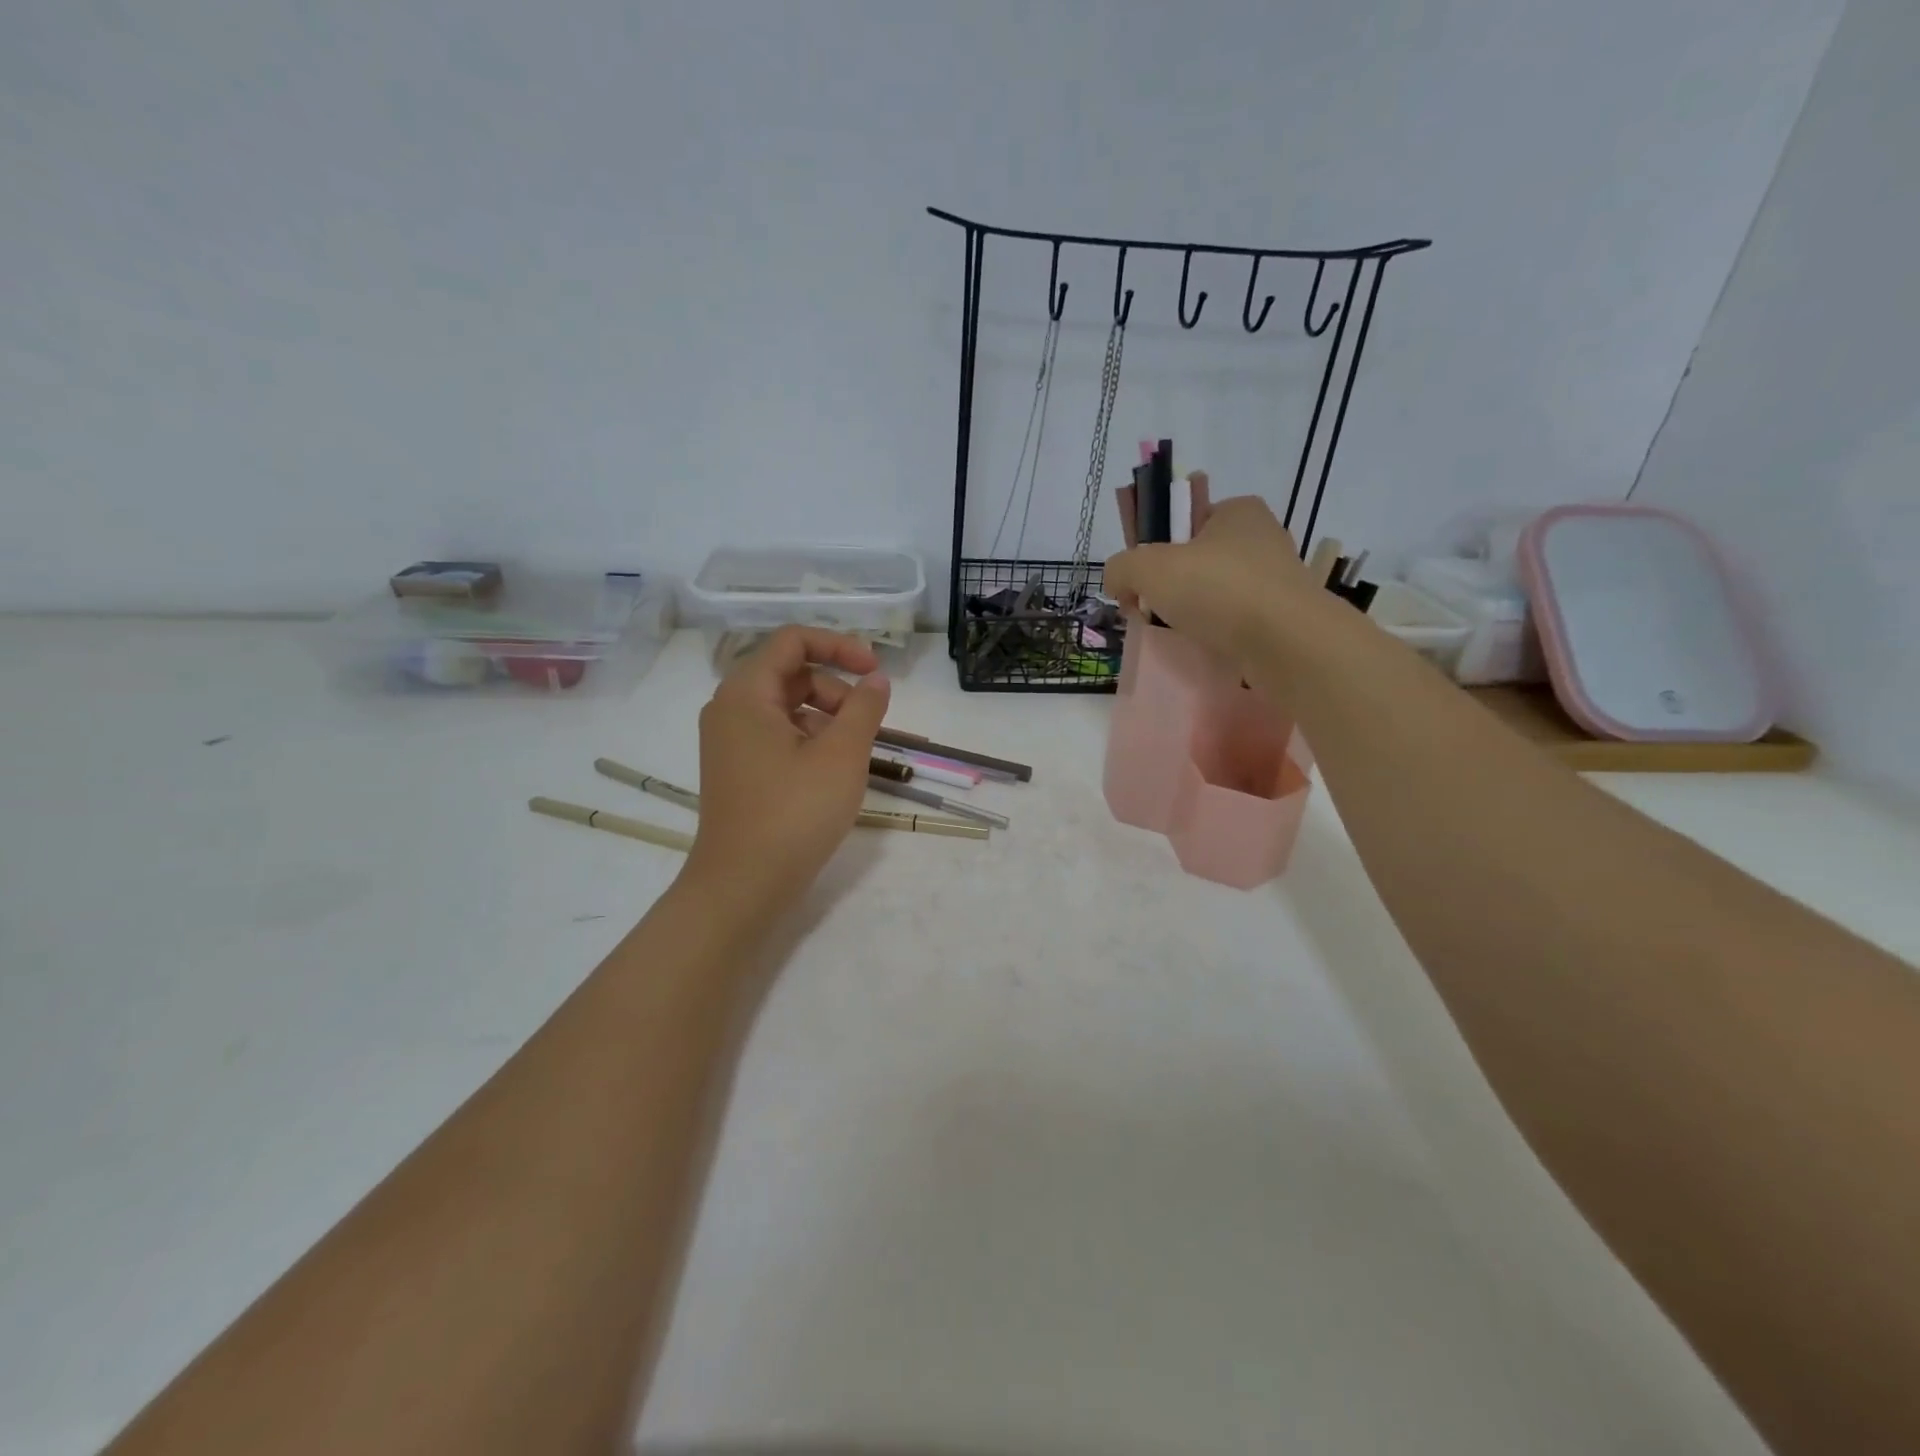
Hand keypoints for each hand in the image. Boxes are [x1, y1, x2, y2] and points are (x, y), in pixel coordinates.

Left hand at [682, 626, 890, 913]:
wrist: (742, 886)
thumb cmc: (794, 813)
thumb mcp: (842, 755)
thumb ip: (864, 708)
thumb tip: (876, 680)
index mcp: (746, 693)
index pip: (792, 641)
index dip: (839, 646)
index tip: (875, 671)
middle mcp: (729, 709)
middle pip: (790, 673)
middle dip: (836, 688)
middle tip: (867, 723)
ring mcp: (730, 742)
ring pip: (786, 707)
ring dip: (826, 716)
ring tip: (854, 753)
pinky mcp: (737, 769)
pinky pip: (777, 735)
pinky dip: (809, 740)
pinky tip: (832, 771)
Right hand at [1103, 496, 1340, 665]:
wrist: (1286, 642)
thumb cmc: (1217, 589)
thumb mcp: (1148, 568)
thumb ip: (1120, 567)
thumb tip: (1118, 584)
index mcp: (1236, 510)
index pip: (1183, 518)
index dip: (1154, 545)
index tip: (1140, 578)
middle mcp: (1261, 536)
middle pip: (1195, 557)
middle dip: (1168, 583)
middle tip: (1148, 608)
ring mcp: (1275, 577)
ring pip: (1214, 590)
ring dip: (1189, 609)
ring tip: (1173, 631)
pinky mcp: (1282, 614)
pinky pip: (1234, 618)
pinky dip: (1214, 630)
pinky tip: (1202, 644)